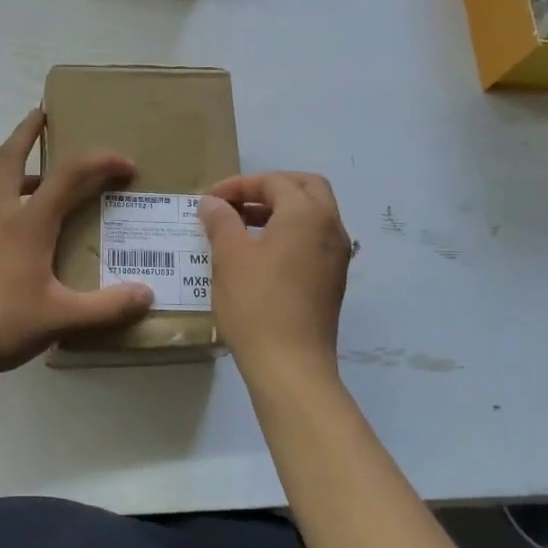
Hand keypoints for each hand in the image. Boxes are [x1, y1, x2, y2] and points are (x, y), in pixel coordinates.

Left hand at [0, 109, 154, 385]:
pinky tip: (22, 231)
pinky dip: (7, 199)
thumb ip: (106, 307)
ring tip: (40, 174)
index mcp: (27, 224)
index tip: (127, 164)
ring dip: (15, 166)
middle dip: (26, 131)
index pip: (69, 175)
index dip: (100, 161)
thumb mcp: (60, 318)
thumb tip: (147, 295)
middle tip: (42, 114)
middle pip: (8, 157)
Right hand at [198, 173, 349, 379]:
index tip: (210, 201)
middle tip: (237, 203)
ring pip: (313, 214)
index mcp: (307, 214)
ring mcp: (337, 255)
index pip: (274, 181)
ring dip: (280, 211)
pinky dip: (290, 233)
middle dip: (269, 188)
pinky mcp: (333, 279)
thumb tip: (212, 203)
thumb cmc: (256, 304)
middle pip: (305, 187)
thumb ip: (221, 221)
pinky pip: (314, 239)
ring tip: (242, 227)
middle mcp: (330, 227)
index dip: (239, 185)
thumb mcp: (230, 257)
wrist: (291, 365)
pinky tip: (261, 254)